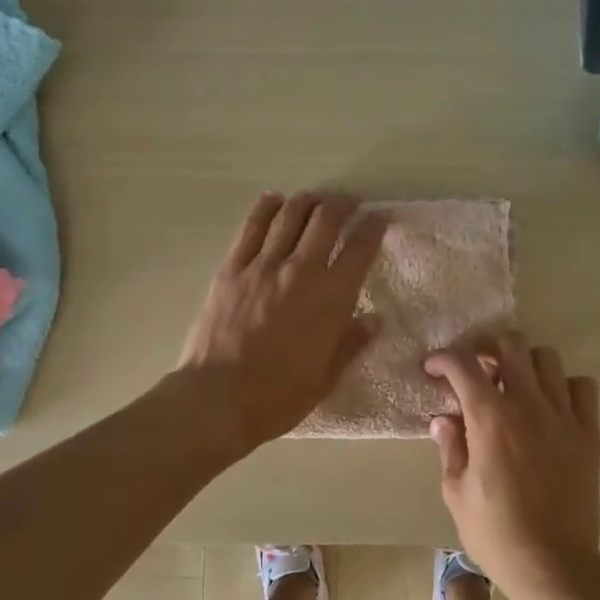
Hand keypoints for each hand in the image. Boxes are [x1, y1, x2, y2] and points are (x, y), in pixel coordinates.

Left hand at [176, 192, 386, 452]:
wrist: (217, 399)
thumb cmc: (279, 396)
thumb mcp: (326, 377)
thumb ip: (351, 343)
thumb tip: (374, 320)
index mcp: (331, 298)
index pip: (360, 249)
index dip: (374, 227)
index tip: (381, 216)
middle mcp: (301, 271)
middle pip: (326, 220)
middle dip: (343, 204)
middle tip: (350, 203)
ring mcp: (262, 266)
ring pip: (289, 215)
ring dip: (308, 201)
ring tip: (316, 199)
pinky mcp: (231, 269)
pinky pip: (251, 227)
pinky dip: (266, 208)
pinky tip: (274, 200)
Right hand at [424, 332, 599, 599]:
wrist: (553, 565)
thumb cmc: (496, 533)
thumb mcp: (456, 493)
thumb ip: (450, 448)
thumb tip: (444, 419)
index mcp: (490, 418)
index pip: (463, 364)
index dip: (443, 359)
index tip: (434, 369)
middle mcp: (528, 405)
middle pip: (510, 345)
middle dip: (486, 349)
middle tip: (476, 370)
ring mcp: (563, 417)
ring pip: (547, 358)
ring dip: (525, 364)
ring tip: (513, 386)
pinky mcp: (588, 433)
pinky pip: (582, 387)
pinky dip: (564, 386)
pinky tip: (550, 405)